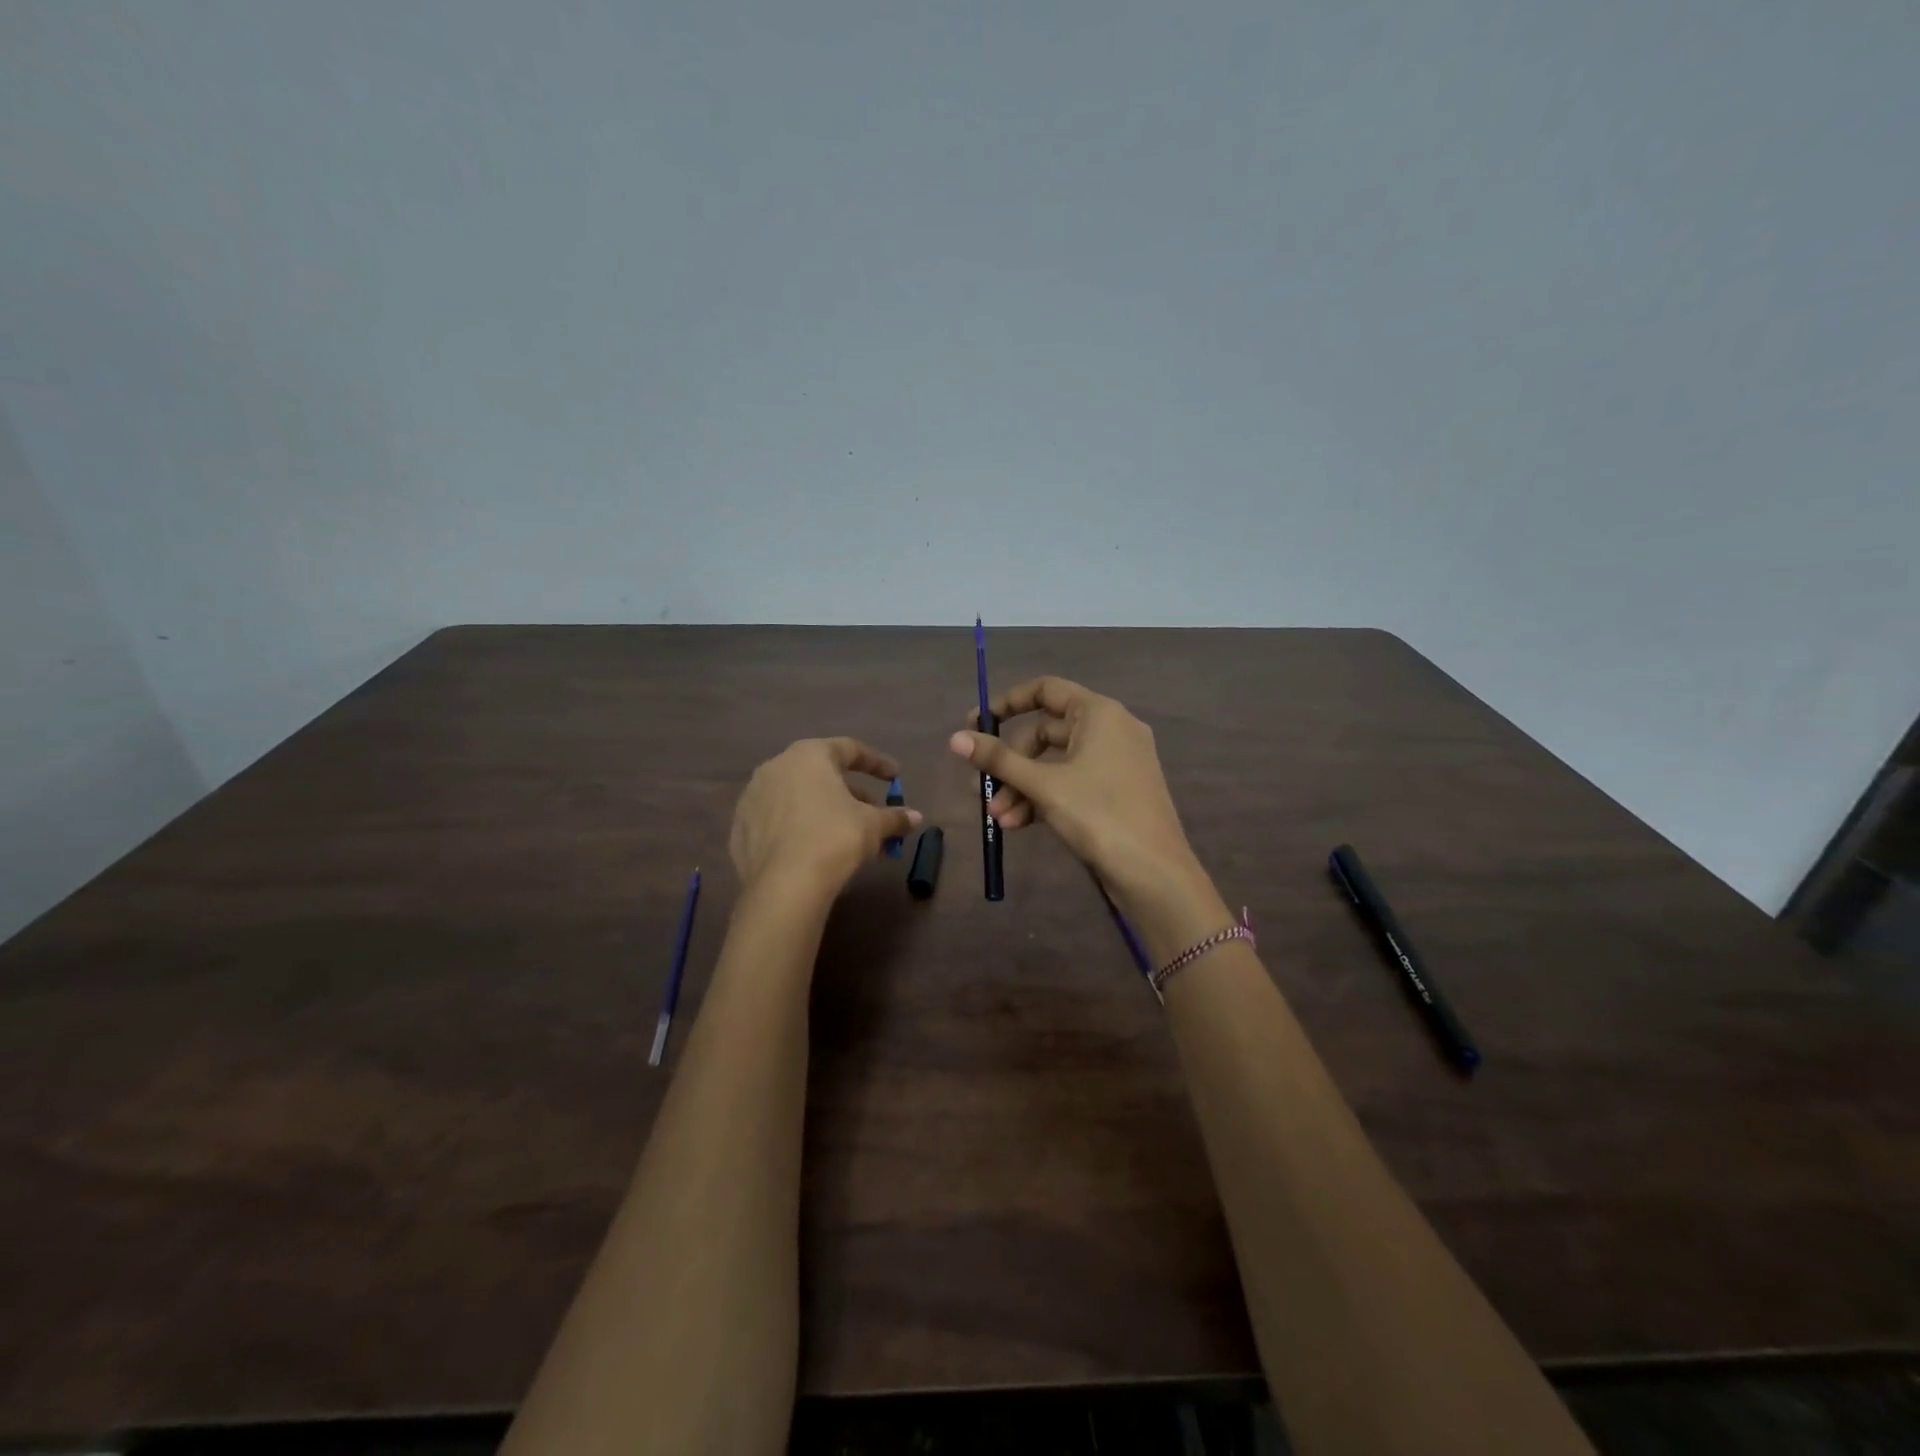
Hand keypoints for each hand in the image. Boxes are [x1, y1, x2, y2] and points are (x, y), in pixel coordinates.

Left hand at [730, 737, 920, 897]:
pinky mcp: (740, 828)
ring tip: (844, 834)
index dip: (877, 763)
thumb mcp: (873, 826)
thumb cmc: (834, 838)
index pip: (850, 749)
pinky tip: (812, 848)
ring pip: (797, 796)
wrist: (784, 885)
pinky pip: (777, 820)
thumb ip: (894, 817)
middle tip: (871, 812)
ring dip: (822, 809)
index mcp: (809, 755)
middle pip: (821, 773)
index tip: (895, 778)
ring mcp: (753, 797)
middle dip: (850, 791)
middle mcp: (776, 767)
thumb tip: (915, 817)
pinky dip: (797, 827)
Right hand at [948, 678, 1203, 910]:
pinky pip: (1072, 783)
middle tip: (982, 790)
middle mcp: (1111, 729)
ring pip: (1056, 763)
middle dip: (1011, 764)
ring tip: (999, 819)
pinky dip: (1044, 798)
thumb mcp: (1043, 785)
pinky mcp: (1116, 791)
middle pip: (1045, 733)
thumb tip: (955, 738)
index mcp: (1099, 713)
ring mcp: (1116, 762)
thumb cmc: (1098, 814)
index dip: (1008, 703)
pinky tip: (1019, 825)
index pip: (1046, 690)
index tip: (977, 725)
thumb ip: (998, 759)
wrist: (1154, 873)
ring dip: (1022, 787)